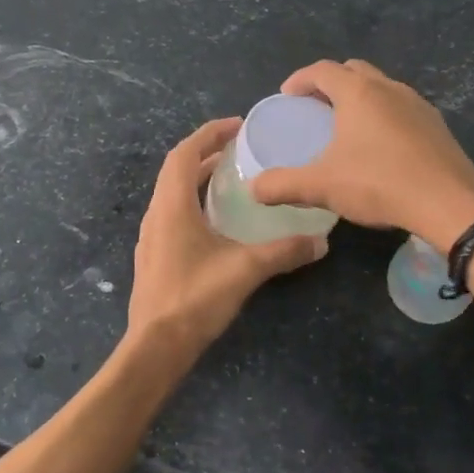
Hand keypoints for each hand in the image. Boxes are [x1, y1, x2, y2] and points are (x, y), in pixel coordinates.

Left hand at [128, 118, 327, 356]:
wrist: (156, 346)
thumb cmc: (195, 298)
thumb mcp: (245, 270)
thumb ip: (284, 252)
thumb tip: (321, 242)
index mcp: (171, 206)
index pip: (184, 153)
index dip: (209, 134)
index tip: (238, 125)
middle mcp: (156, 214)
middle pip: (177, 169)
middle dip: (206, 152)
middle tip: (240, 148)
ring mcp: (151, 236)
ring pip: (173, 193)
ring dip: (198, 178)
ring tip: (231, 178)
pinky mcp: (155, 255)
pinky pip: (173, 213)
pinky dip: (194, 202)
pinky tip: (218, 220)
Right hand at [248, 60, 473, 251]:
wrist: (450, 205)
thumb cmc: (379, 184)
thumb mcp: (322, 187)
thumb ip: (283, 185)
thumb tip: (254, 188)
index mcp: (359, 93)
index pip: (323, 70)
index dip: (300, 79)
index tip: (287, 96)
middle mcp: (389, 88)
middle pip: (354, 71)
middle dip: (330, 83)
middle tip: (314, 107)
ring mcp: (418, 105)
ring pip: (381, 87)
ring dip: (360, 97)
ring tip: (346, 125)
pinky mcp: (437, 125)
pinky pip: (402, 107)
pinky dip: (383, 114)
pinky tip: (380, 146)